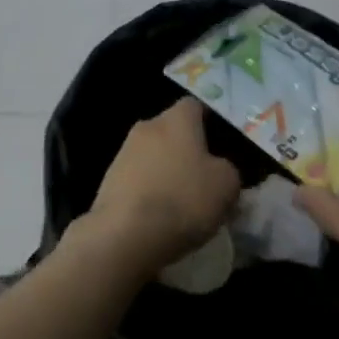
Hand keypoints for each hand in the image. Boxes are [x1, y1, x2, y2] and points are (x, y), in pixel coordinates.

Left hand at [84, 97, 242, 277]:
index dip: (209, 122)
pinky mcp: (110, 177)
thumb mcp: (226, 185)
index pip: (194, 106)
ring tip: (182, 202)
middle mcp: (147, 126)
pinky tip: (159, 214)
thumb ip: (228, 169)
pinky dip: (149, 189)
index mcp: (176, 119)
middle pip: (172, 130)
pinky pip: (138, 176)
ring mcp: (124, 150)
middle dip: (187, 149)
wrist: (126, 233)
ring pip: (154, 154)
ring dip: (167, 170)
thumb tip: (219, 168)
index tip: (221, 145)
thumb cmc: (183, 199)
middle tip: (205, 178)